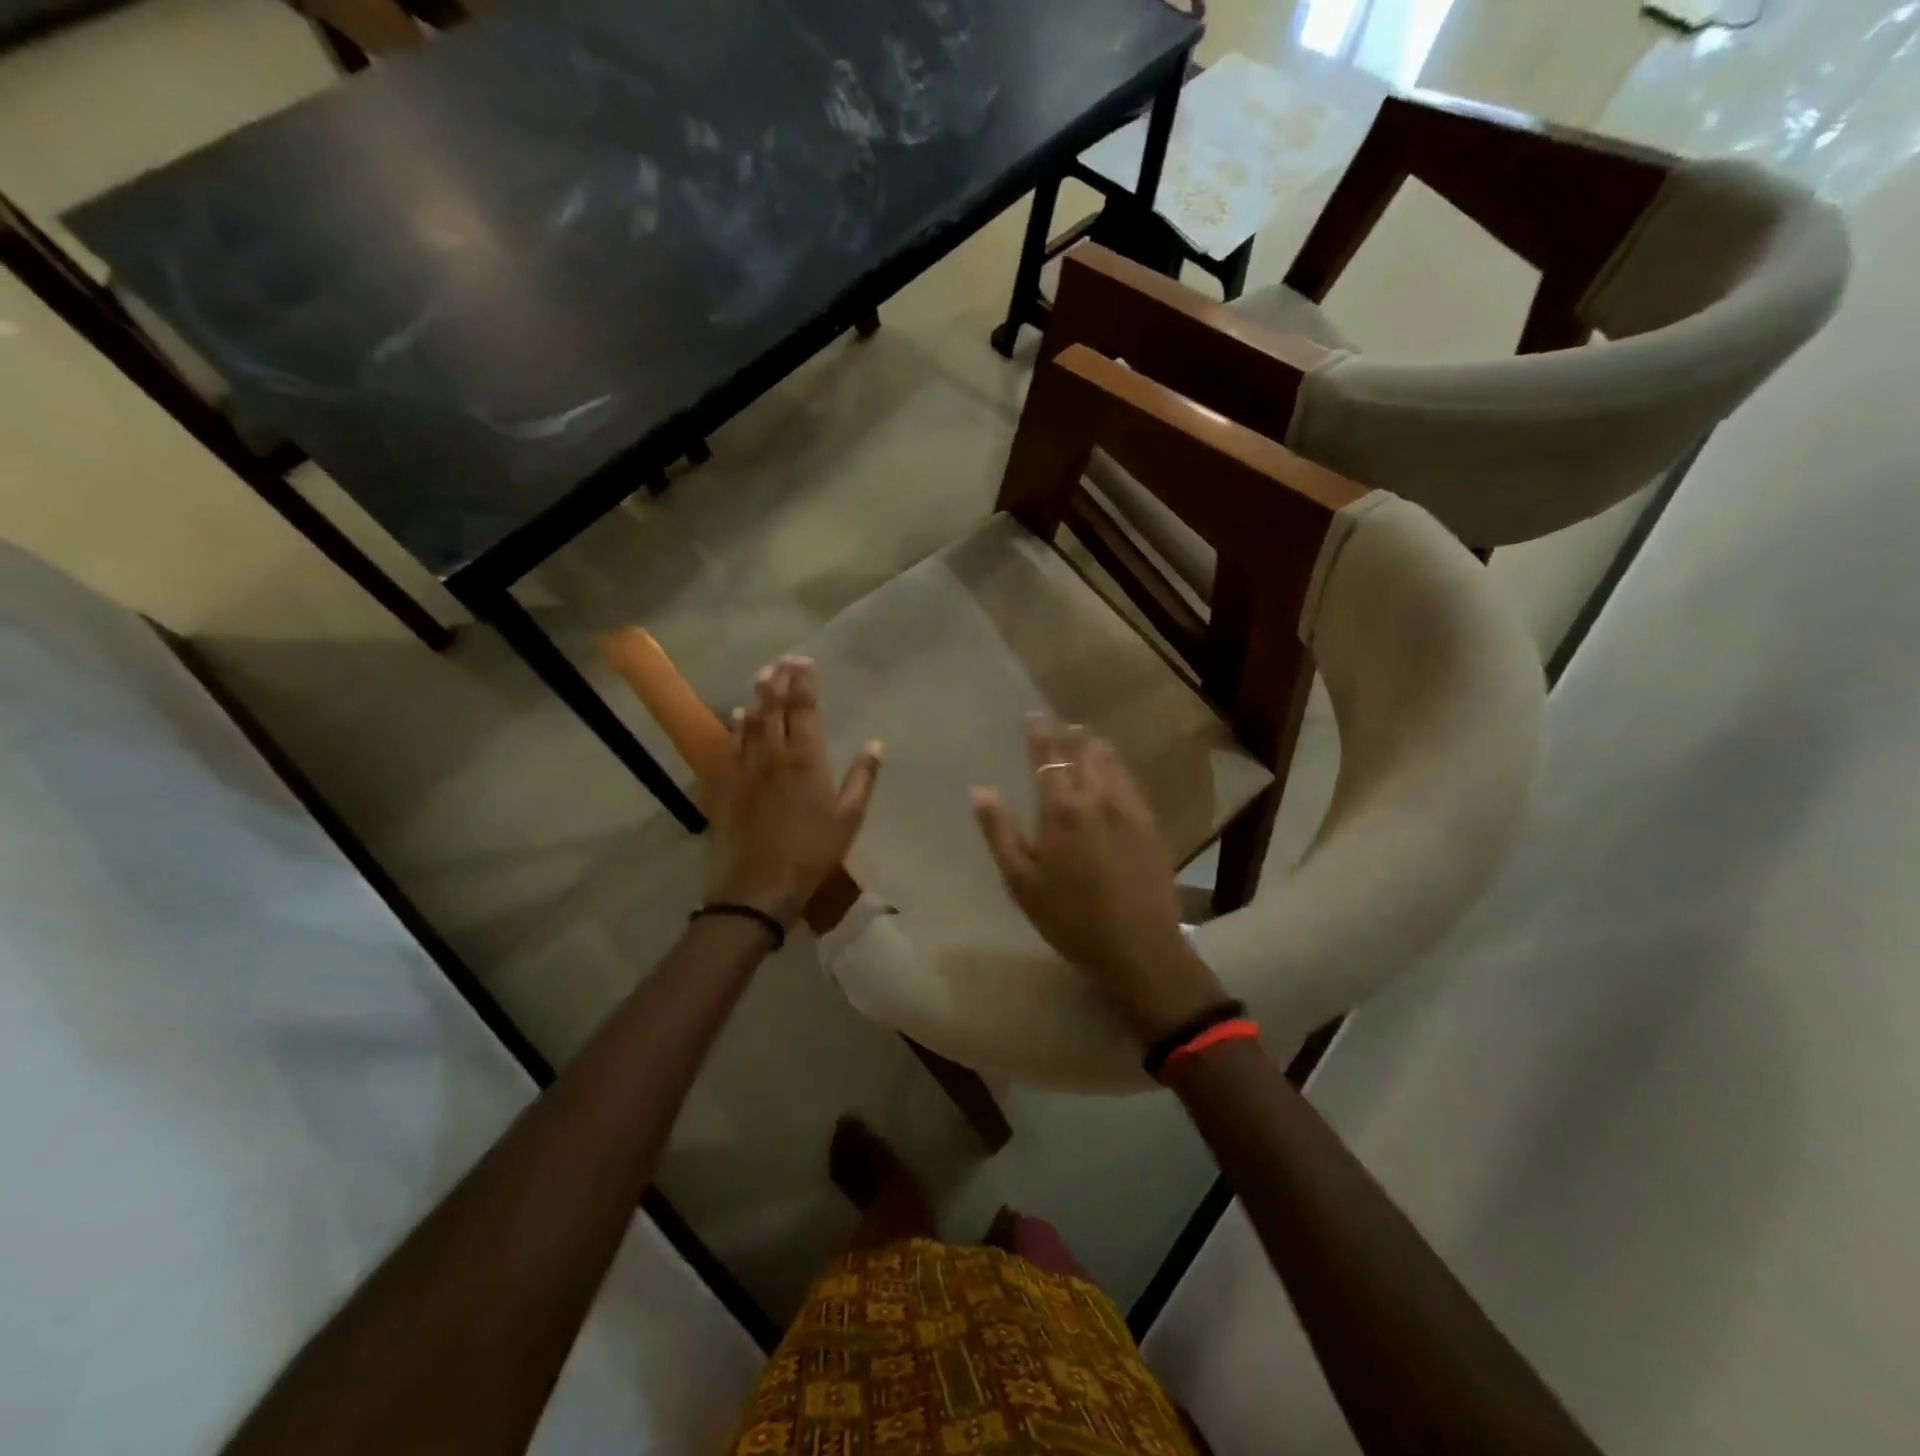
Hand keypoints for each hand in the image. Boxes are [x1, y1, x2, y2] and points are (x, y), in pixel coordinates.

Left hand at [707, 657, 881, 926]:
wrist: (759, 885)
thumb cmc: (812, 852)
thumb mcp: (849, 818)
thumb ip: (862, 778)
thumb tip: (875, 744)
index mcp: (806, 760)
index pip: (804, 710)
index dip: (804, 683)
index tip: (806, 662)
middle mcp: (773, 755)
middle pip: (774, 708)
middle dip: (778, 681)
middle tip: (783, 660)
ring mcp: (746, 769)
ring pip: (750, 722)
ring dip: (757, 697)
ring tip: (762, 676)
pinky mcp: (727, 785)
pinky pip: (731, 747)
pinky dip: (735, 727)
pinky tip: (737, 716)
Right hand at [972, 717, 1227, 1041]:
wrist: (1138, 946)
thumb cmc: (1069, 918)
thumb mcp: (1021, 881)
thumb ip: (999, 832)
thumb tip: (980, 790)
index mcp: (1061, 810)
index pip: (1048, 757)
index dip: (1040, 733)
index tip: (1033, 716)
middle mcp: (1097, 798)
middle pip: (1083, 751)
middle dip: (1069, 734)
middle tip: (1059, 724)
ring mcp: (1129, 808)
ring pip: (1111, 762)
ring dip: (1094, 746)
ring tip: (1084, 739)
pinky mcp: (1150, 824)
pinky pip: (1130, 781)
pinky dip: (1115, 767)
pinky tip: (1111, 772)